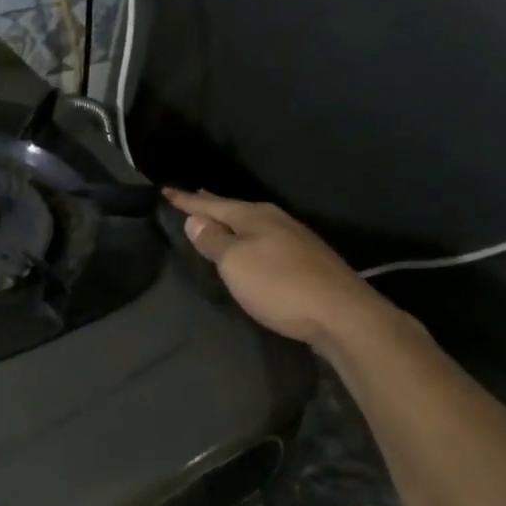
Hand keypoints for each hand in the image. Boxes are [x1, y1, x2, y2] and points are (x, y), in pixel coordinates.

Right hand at [165, 189, 397, 347]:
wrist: (341, 314)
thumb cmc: (280, 285)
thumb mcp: (236, 263)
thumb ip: (214, 240)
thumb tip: (195, 219)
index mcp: (254, 216)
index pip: (211, 204)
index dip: (187, 201)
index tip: (165, 191)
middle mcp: (275, 219)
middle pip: (234, 208)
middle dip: (211, 204)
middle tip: (192, 196)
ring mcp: (294, 238)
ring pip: (253, 223)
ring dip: (231, 220)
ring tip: (216, 218)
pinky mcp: (306, 259)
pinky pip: (266, 238)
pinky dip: (249, 237)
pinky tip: (251, 243)